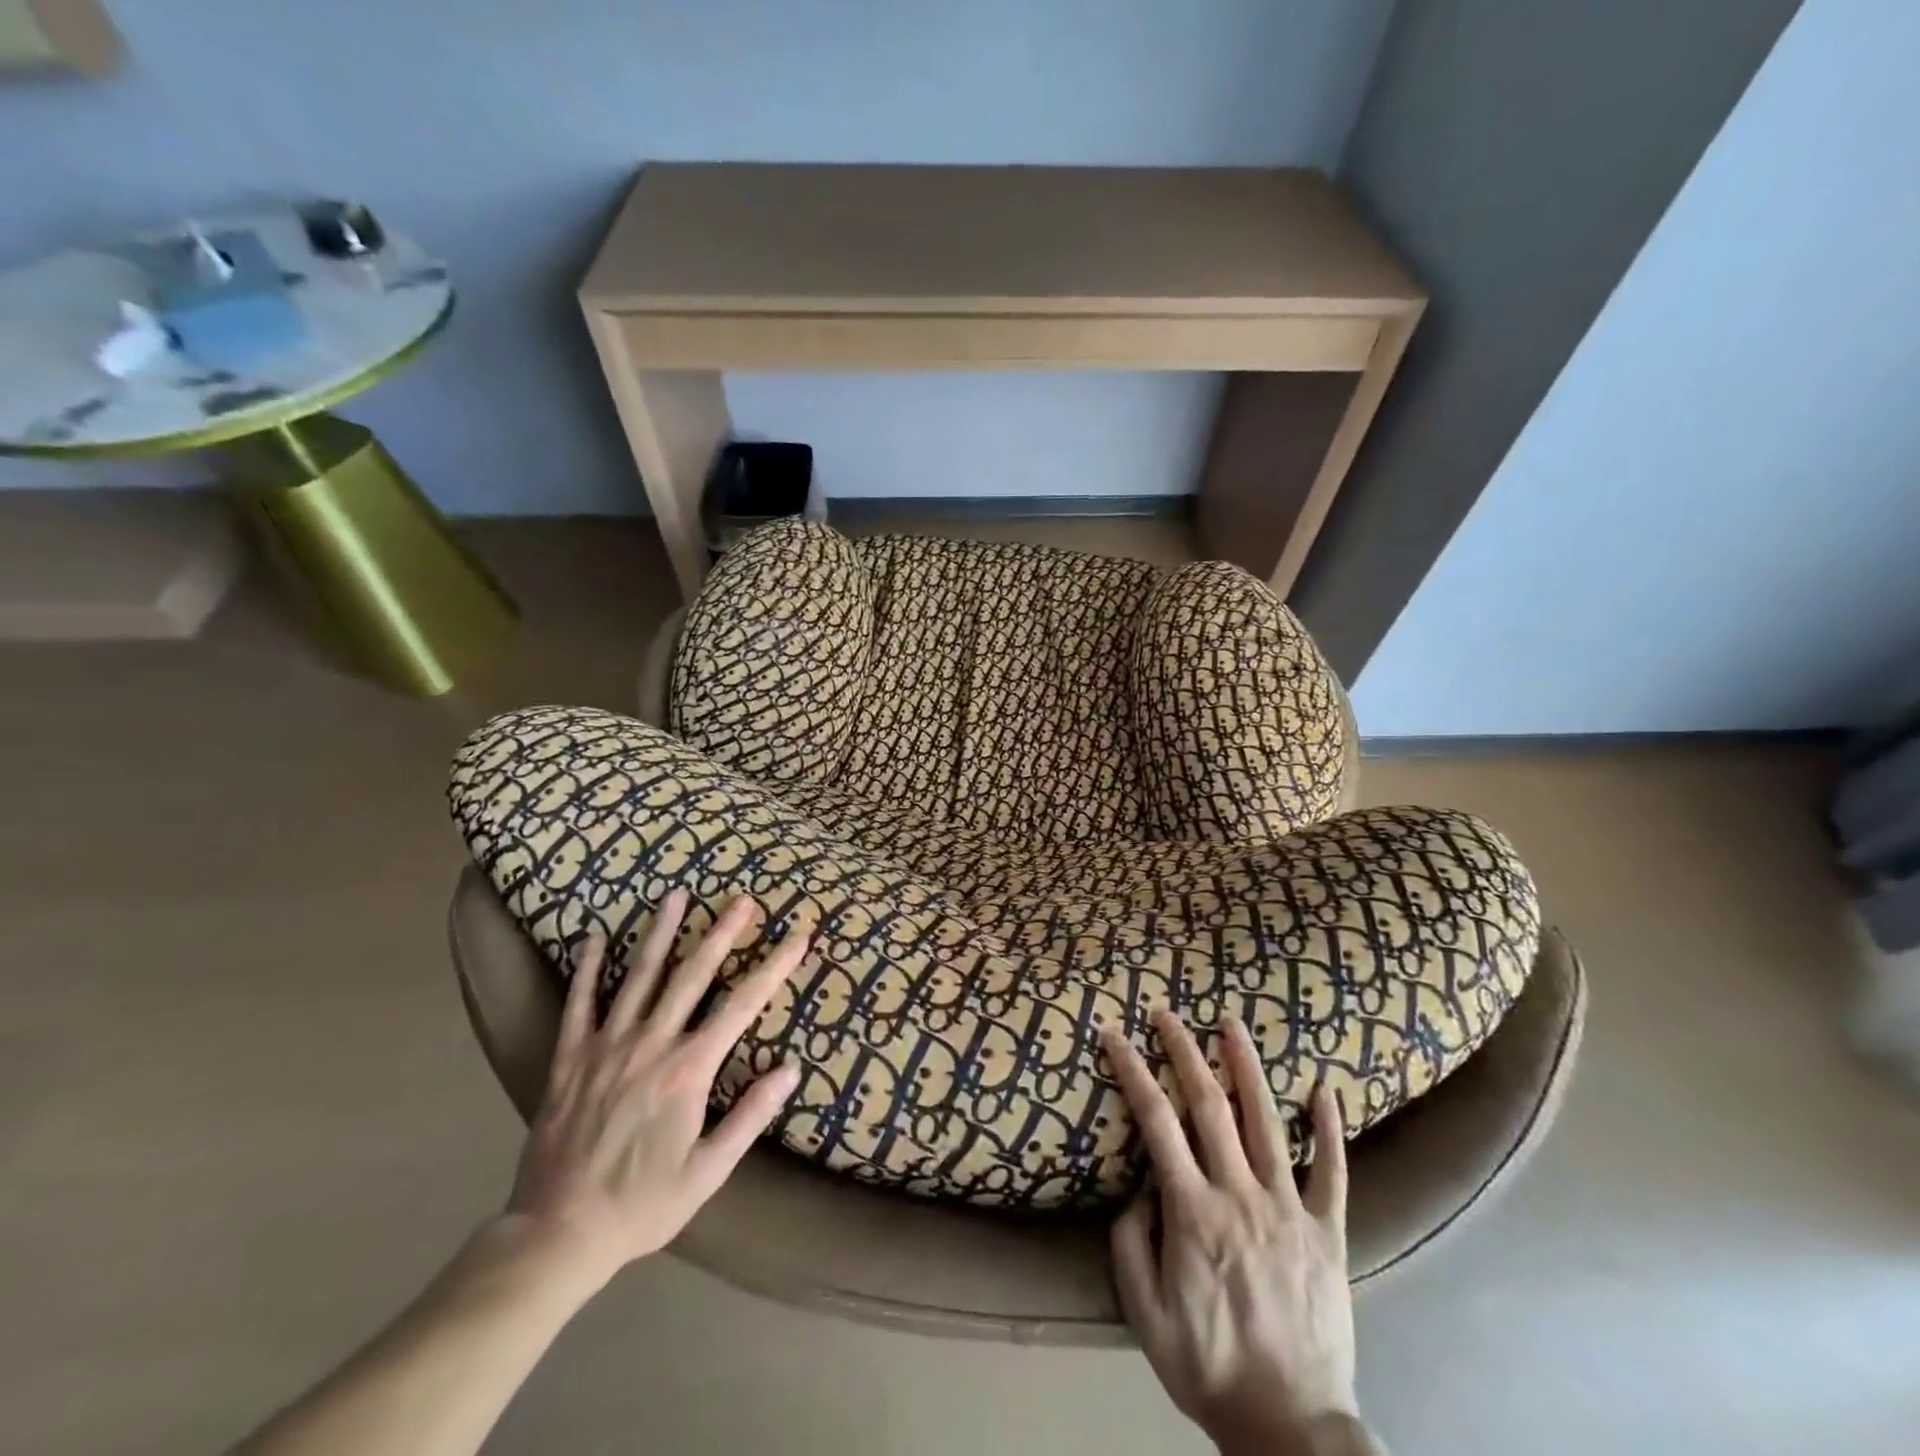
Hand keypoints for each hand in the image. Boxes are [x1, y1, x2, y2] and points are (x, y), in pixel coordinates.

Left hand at [499, 892, 808, 1288]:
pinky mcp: (569, 1058)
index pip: (743, 1004)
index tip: (798, 935)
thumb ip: (750, 1116)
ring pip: (639, 977)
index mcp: (688, 1069)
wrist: (555, 1236)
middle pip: (692, 975)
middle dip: (722, 933)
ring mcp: (606, 1046)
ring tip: (677, 896)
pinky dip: (586, 969)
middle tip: (743, 899)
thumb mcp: (708, 1171)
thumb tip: (790, 1069)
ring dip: (661, 933)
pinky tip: (592, 936)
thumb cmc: (641, 1206)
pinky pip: (578, 1004)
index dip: (775, 966)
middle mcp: (650, 1044)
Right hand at [1102, 1013, 1360, 1455]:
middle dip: (1183, 1050)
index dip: (1132, 1070)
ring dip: (1246, 1067)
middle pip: (1209, 1105)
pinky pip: (1332, 1172)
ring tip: (1231, 1023)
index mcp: (1192, 1211)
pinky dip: (1328, 1128)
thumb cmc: (1208, 1367)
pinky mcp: (1326, 1231)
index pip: (1155, 1121)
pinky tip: (1324, 1088)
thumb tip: (1139, 1186)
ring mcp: (1288, 1208)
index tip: (1113, 1034)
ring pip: (1266, 1121)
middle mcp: (1239, 1195)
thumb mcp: (1144, 1314)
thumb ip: (1131, 1242)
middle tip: (1166, 1013)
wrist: (1290, 1427)